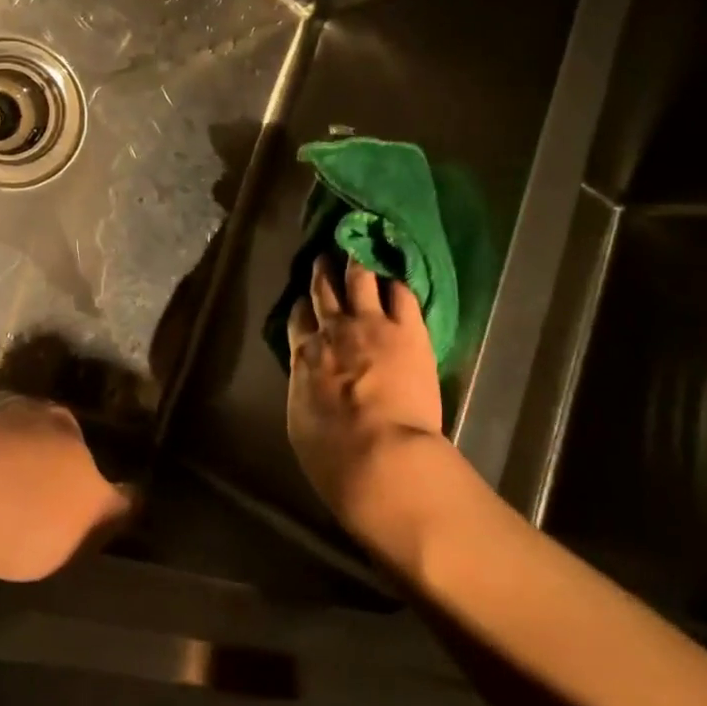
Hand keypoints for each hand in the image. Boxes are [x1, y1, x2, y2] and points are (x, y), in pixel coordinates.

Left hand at [0, 393, 132, 582]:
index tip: (54, 492)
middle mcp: (12, 405)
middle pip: (18, 427)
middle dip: (14, 451)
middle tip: (6, 491)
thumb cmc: (32, 512)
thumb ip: (115, 506)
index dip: (63, 464)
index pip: (71, 436)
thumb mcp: (93, 519)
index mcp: (59, 422)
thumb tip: (135, 497)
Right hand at [286, 256, 445, 525]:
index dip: (301, 307)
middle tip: (324, 257)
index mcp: (304, 356)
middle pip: (324, 291)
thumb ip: (306, 391)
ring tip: (357, 251)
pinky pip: (401, 294)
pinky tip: (397, 278)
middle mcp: (333, 330)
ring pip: (360, 280)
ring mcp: (371, 324)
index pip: (298, 319)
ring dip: (356, 264)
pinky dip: (395, 284)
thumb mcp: (302, 423)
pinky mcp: (408, 329)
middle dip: (322, 272)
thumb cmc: (333, 454)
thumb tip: (310, 382)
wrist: (379, 454)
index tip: (303, 301)